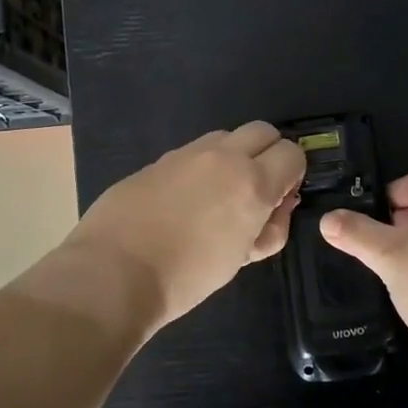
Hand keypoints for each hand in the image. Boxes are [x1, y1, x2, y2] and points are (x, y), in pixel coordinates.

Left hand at [64, 122, 304, 331]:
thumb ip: (271, 227)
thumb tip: (279, 205)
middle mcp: (224, 157)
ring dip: (234, 156)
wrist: (114, 273)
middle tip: (257, 188)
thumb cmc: (188, 276)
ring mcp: (187, 153)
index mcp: (252, 182)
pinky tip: (185, 200)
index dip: (293, 174)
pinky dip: (202, 167)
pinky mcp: (158, 160)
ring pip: (226, 137)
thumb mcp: (243, 258)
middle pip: (263, 131)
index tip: (280, 198)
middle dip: (269, 154)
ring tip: (219, 194)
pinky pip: (193, 152)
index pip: (292, 154)